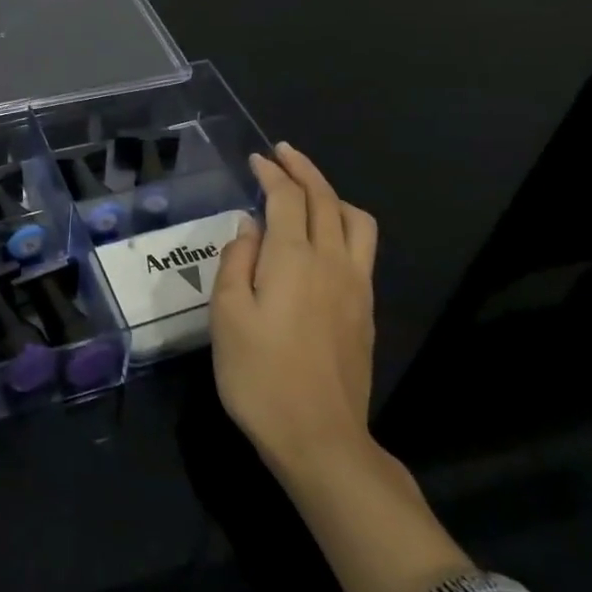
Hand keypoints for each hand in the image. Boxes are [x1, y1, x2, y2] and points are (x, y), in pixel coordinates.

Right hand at [210, 142, 379, 484]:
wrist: (319, 437)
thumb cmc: (260, 375)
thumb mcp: (227, 315)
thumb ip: (237, 260)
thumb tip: (250, 225)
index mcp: (293, 257)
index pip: (287, 197)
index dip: (272, 173)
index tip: (257, 159)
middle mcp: (332, 261)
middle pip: (325, 199)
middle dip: (303, 170)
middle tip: (283, 154)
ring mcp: (356, 285)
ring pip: (355, 220)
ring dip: (332, 194)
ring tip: (309, 191)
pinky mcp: (365, 309)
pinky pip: (363, 248)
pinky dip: (344, 223)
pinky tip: (325, 237)